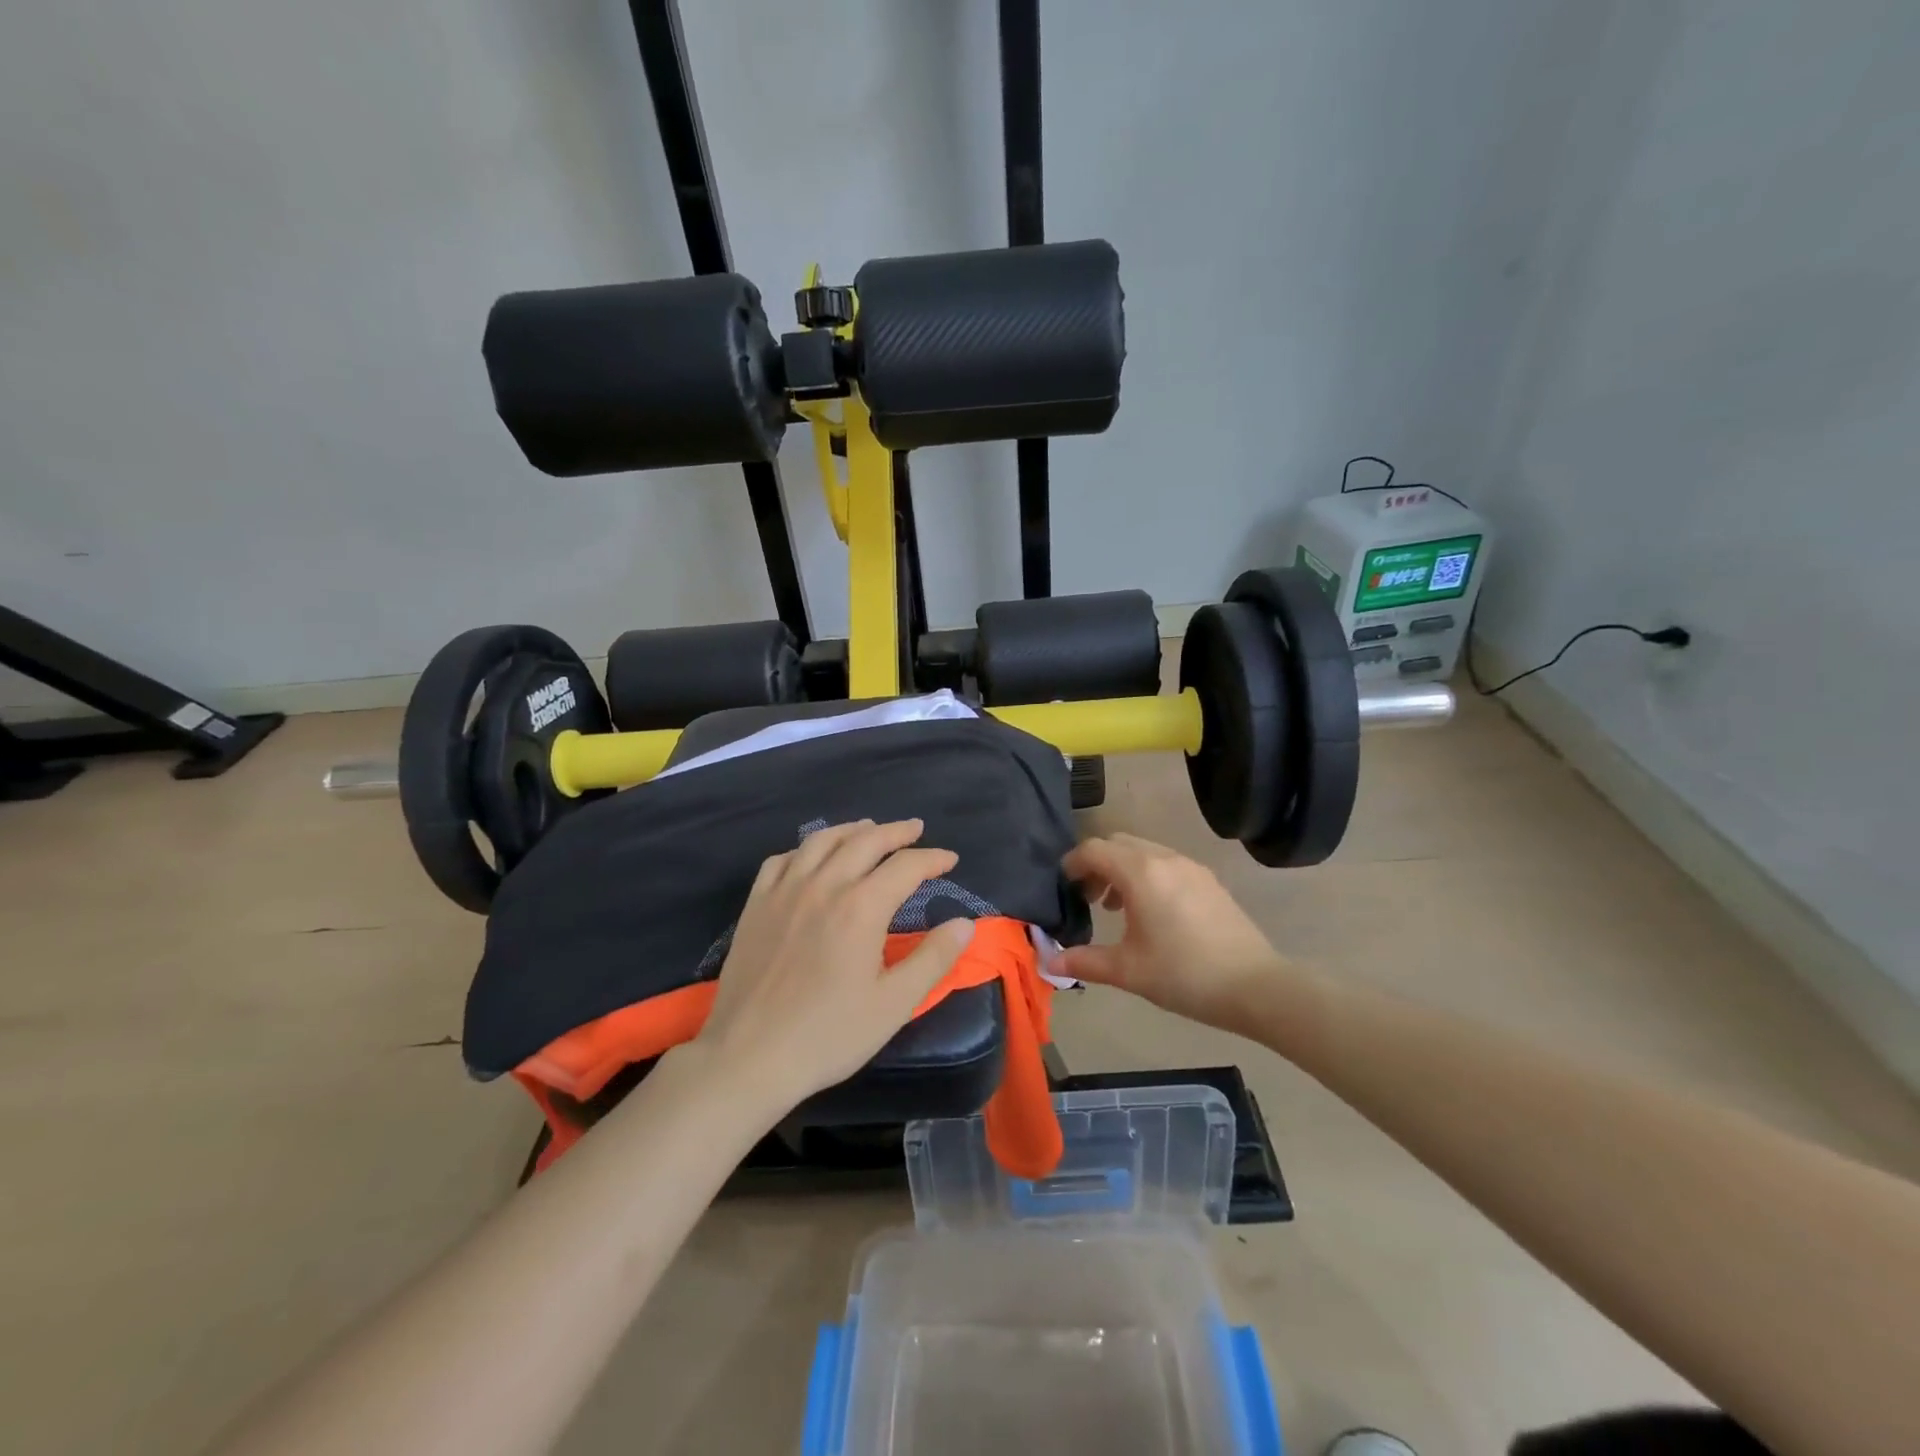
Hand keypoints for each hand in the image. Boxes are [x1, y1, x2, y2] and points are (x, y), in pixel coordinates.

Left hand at [695, 819, 975, 1115]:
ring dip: (852, 830)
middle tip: (916, 829)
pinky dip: (804, 849)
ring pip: (822, 841)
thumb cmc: (828, 1035)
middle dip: (896, 831)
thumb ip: (933, 959)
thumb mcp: (893, 1004)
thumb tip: (965, 923)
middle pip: (865, 841)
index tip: (950, 861)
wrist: (748, 1057)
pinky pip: (781, 860)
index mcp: (861, 907)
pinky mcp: (755, 905)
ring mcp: (784, 891)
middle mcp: (824, 885)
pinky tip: (811, 857)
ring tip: (869, 829)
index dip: (932, 859)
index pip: (906, 866)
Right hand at [1055, 833, 1285, 1033]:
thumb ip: (1085, 962)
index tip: (1062, 888)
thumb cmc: (1184, 975)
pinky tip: (1151, 912)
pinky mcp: (1208, 880)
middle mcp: (1164, 859)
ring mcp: (1191, 866)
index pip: (1093, 850)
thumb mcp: (1128, 971)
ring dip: (1122, 868)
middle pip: (1118, 843)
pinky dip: (1147, 874)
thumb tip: (1049, 964)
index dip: (1072, 864)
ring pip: (1143, 851)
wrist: (1256, 987)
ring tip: (1115, 907)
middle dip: (1096, 863)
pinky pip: (1166, 862)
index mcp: (1140, 873)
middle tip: (1087, 898)